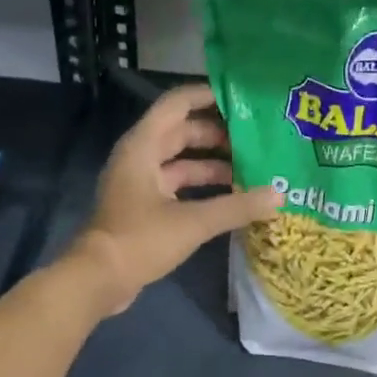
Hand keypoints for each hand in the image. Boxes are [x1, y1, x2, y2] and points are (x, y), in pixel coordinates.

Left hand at [68, 82, 279, 314]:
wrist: (97, 280)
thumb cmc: (140, 240)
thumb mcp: (192, 222)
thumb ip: (237, 207)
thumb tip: (279, 195)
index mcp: (143, 146)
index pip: (177, 104)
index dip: (207, 96)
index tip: (241, 99)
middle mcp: (139, 157)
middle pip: (182, 132)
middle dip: (218, 134)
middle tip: (256, 139)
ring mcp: (140, 183)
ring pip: (181, 162)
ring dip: (213, 164)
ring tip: (252, 170)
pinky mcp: (143, 207)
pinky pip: (177, 186)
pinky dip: (202, 188)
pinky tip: (231, 198)